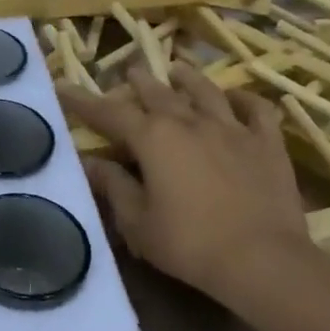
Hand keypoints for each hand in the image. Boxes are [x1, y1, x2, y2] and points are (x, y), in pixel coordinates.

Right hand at [61, 62, 306, 303]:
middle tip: (128, 72)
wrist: (264, 261)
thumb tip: (89, 162)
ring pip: (205, 92)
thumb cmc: (190, 244)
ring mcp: (232, 129)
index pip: (108, 112)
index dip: (82, 100)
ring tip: (177, 69)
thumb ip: (113, 186)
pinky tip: (238, 97)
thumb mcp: (138, 222)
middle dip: (138, 81)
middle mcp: (189, 122)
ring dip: (188, 78)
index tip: (62, 86)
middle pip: (158, 92)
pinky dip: (246, 99)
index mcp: (152, 138)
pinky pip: (257, 111)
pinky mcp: (267, 144)